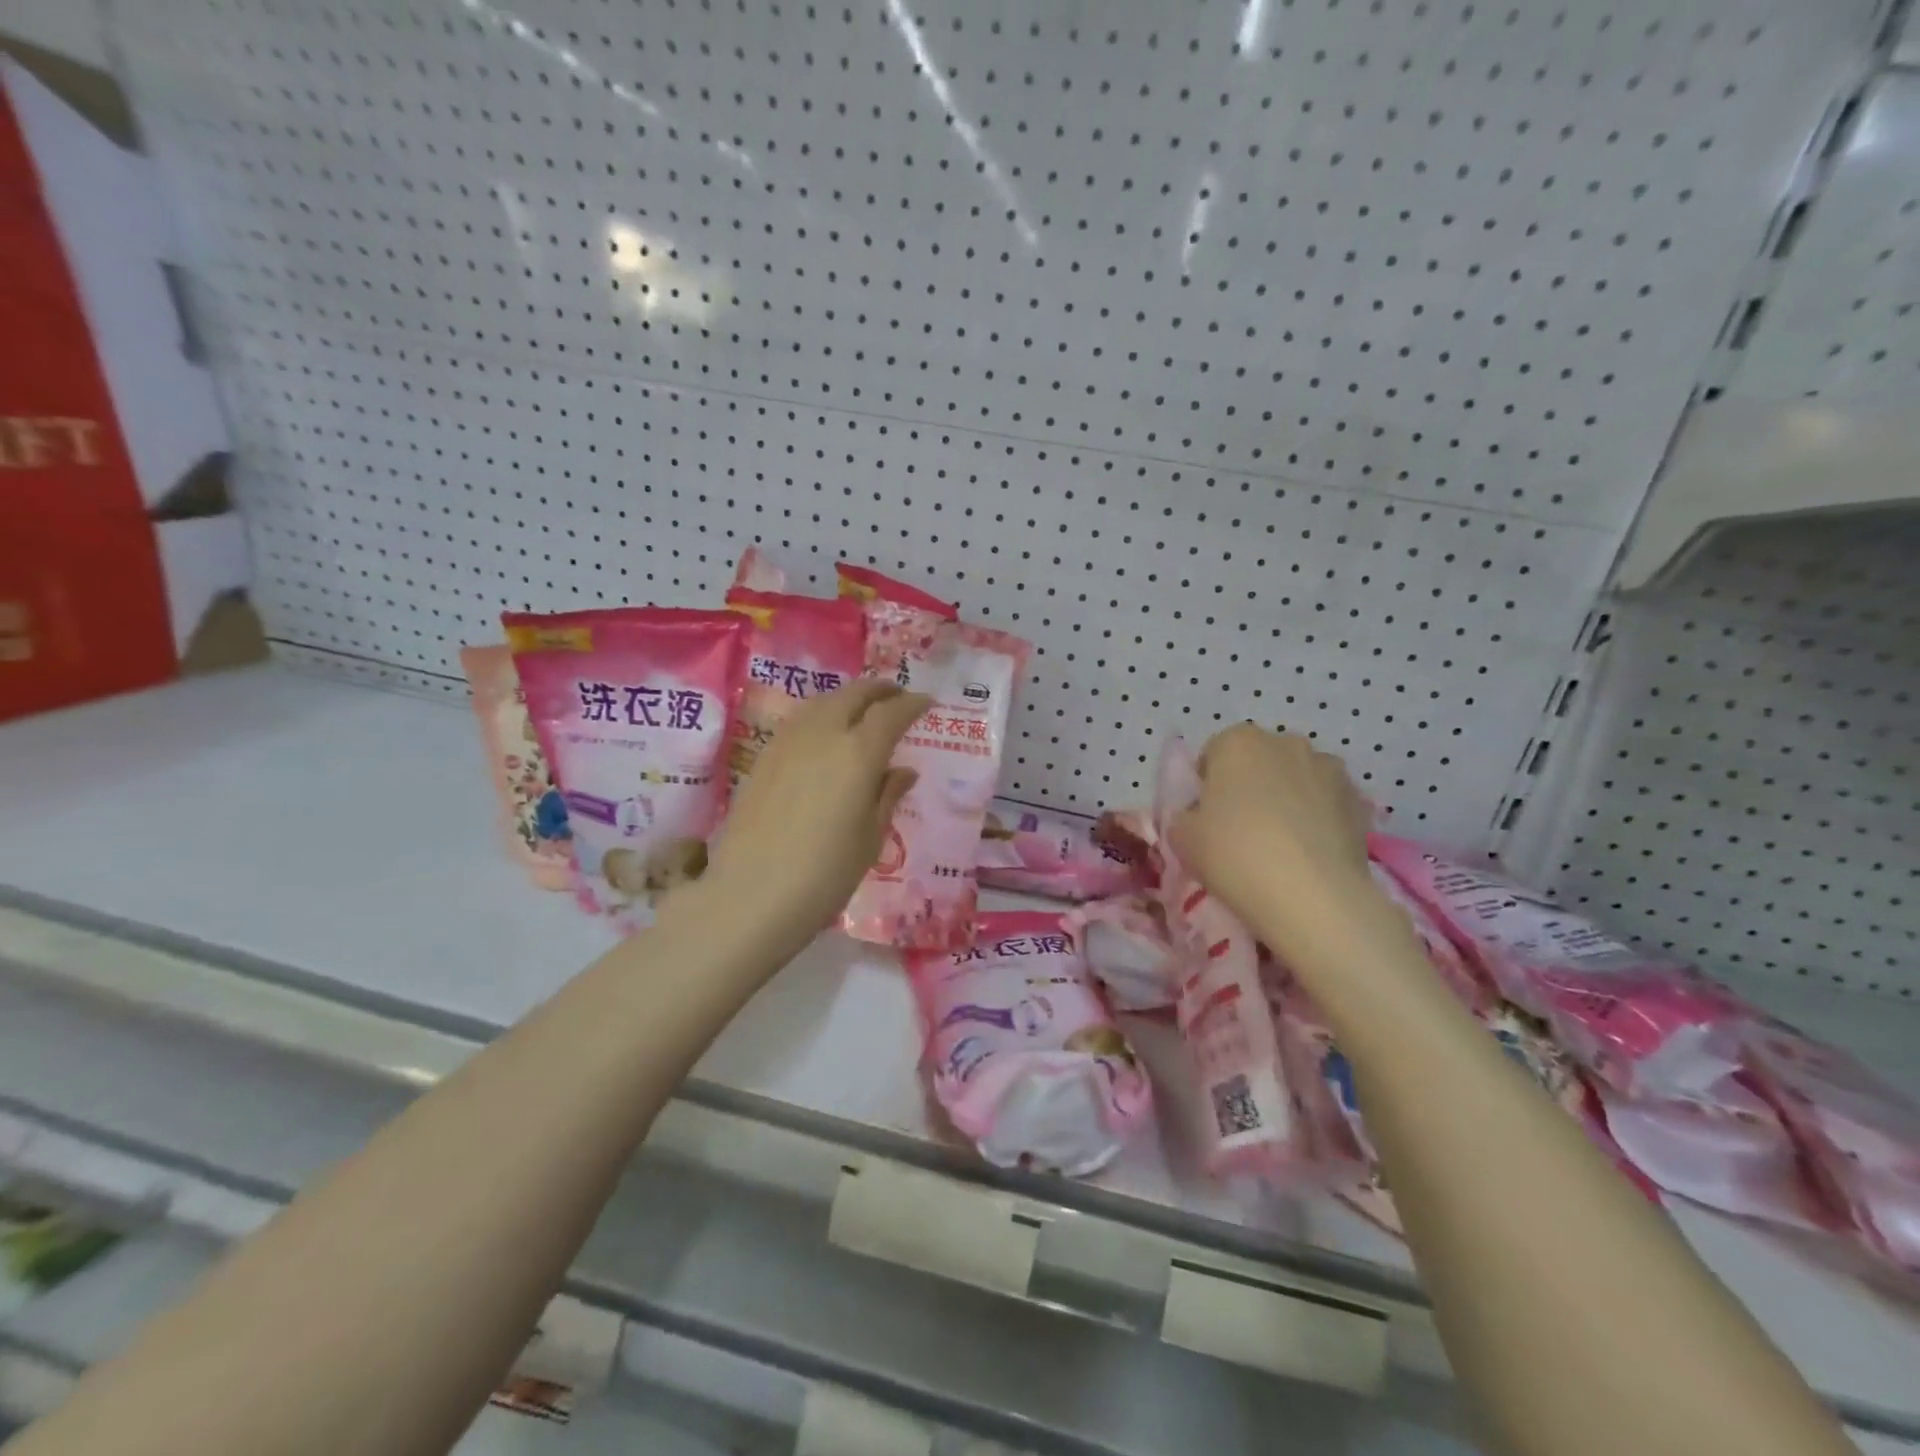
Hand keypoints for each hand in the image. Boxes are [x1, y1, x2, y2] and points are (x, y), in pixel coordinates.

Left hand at [699, 680, 928, 955]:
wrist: (751, 895)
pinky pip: (800, 720)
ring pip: (823, 701)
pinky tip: (826, 735)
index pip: (891, 713)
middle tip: (897, 697)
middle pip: (854, 694)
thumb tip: (903, 771)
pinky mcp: (764, 757)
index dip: (912, 704)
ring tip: (863, 711)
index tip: (926, 703)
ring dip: (849, 698)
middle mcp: (823, 734)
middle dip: (880, 690)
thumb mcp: (870, 838)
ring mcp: (787, 742)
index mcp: (858, 753)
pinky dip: (822, 714)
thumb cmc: (825, 874)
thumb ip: (887, 795)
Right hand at [1169, 723, 1377, 957]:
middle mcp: (1285, 743)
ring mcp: (1328, 768)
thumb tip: (1198, 817)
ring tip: (1283, 844)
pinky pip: (1328, 803)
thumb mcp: (1181, 838)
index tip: (1207, 817)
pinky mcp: (1359, 800)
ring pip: (1297, 779)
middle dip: (1251, 785)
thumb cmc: (1234, 855)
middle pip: (1259, 760)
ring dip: (1289, 798)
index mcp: (1237, 742)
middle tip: (1242, 829)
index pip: (1214, 753)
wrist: (1312, 897)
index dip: (1208, 785)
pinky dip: (1319, 819)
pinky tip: (1311, 854)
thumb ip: (1185, 817)